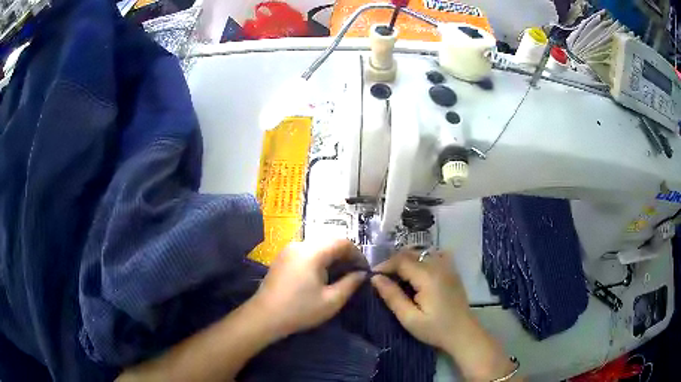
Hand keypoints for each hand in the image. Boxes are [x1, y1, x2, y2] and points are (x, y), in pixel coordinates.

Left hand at [252, 239, 365, 338]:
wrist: (264, 317)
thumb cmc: (300, 310)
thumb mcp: (331, 301)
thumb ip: (351, 284)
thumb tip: (362, 274)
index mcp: (312, 252)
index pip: (342, 242)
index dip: (357, 254)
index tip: (364, 270)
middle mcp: (300, 244)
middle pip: (329, 241)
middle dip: (345, 255)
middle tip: (354, 273)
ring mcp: (288, 250)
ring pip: (318, 246)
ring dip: (332, 257)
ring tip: (340, 275)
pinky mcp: (282, 257)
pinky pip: (306, 252)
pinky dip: (319, 259)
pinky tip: (321, 276)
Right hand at [370, 249, 471, 349]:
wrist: (463, 333)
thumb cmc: (435, 329)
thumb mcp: (409, 318)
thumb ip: (392, 297)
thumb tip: (375, 278)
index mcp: (427, 276)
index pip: (400, 260)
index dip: (384, 266)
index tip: (372, 277)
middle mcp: (438, 265)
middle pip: (410, 254)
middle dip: (393, 262)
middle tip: (382, 278)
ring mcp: (447, 266)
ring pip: (421, 253)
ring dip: (406, 260)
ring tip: (396, 276)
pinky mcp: (452, 271)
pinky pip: (434, 255)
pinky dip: (422, 259)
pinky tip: (417, 272)